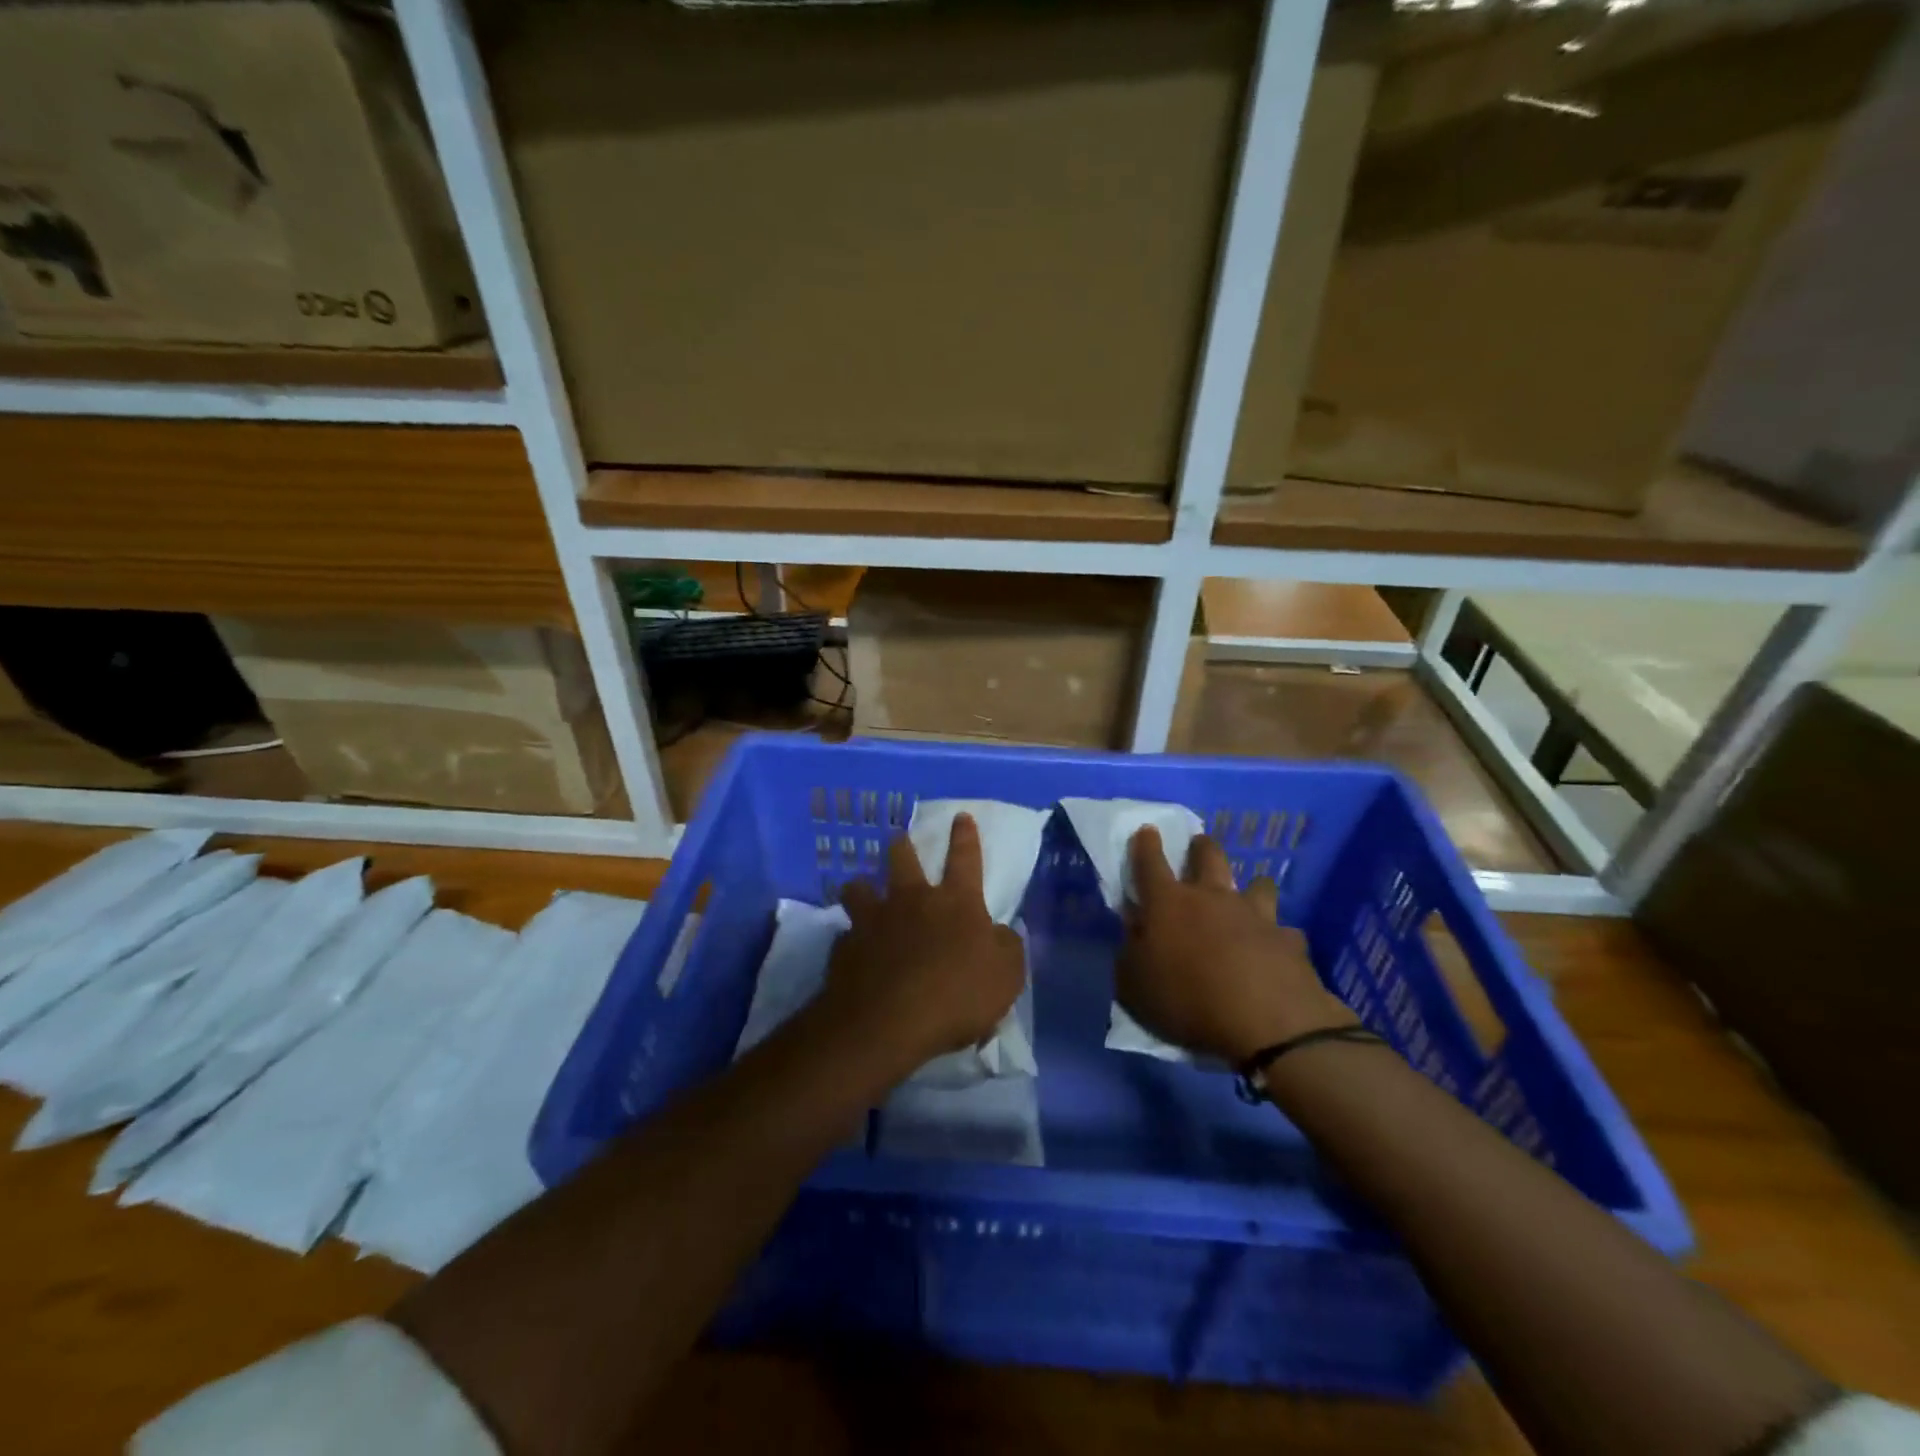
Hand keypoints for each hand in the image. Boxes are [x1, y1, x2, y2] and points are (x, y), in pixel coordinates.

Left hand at [819, 814, 1025, 1076]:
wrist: (888, 1022)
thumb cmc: (957, 996)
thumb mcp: (1006, 976)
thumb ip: (1007, 948)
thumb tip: (1000, 933)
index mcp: (955, 902)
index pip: (965, 859)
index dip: (965, 837)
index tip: (961, 816)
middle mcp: (911, 900)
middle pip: (902, 859)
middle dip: (902, 845)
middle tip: (899, 839)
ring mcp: (873, 920)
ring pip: (859, 887)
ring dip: (862, 887)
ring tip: (861, 890)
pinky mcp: (844, 947)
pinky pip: (845, 935)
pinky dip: (850, 940)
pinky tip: (852, 952)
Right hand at [1117, 827, 1354, 1064]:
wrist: (1266, 1022)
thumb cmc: (1187, 1000)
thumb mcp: (1134, 984)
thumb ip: (1130, 951)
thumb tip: (1134, 930)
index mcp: (1168, 903)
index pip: (1150, 863)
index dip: (1146, 845)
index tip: (1148, 830)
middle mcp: (1212, 897)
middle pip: (1209, 857)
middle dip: (1202, 847)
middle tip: (1199, 845)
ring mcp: (1255, 915)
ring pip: (1258, 884)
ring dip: (1252, 886)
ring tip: (1250, 892)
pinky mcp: (1289, 940)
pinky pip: (1284, 931)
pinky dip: (1277, 937)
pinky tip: (1276, 949)